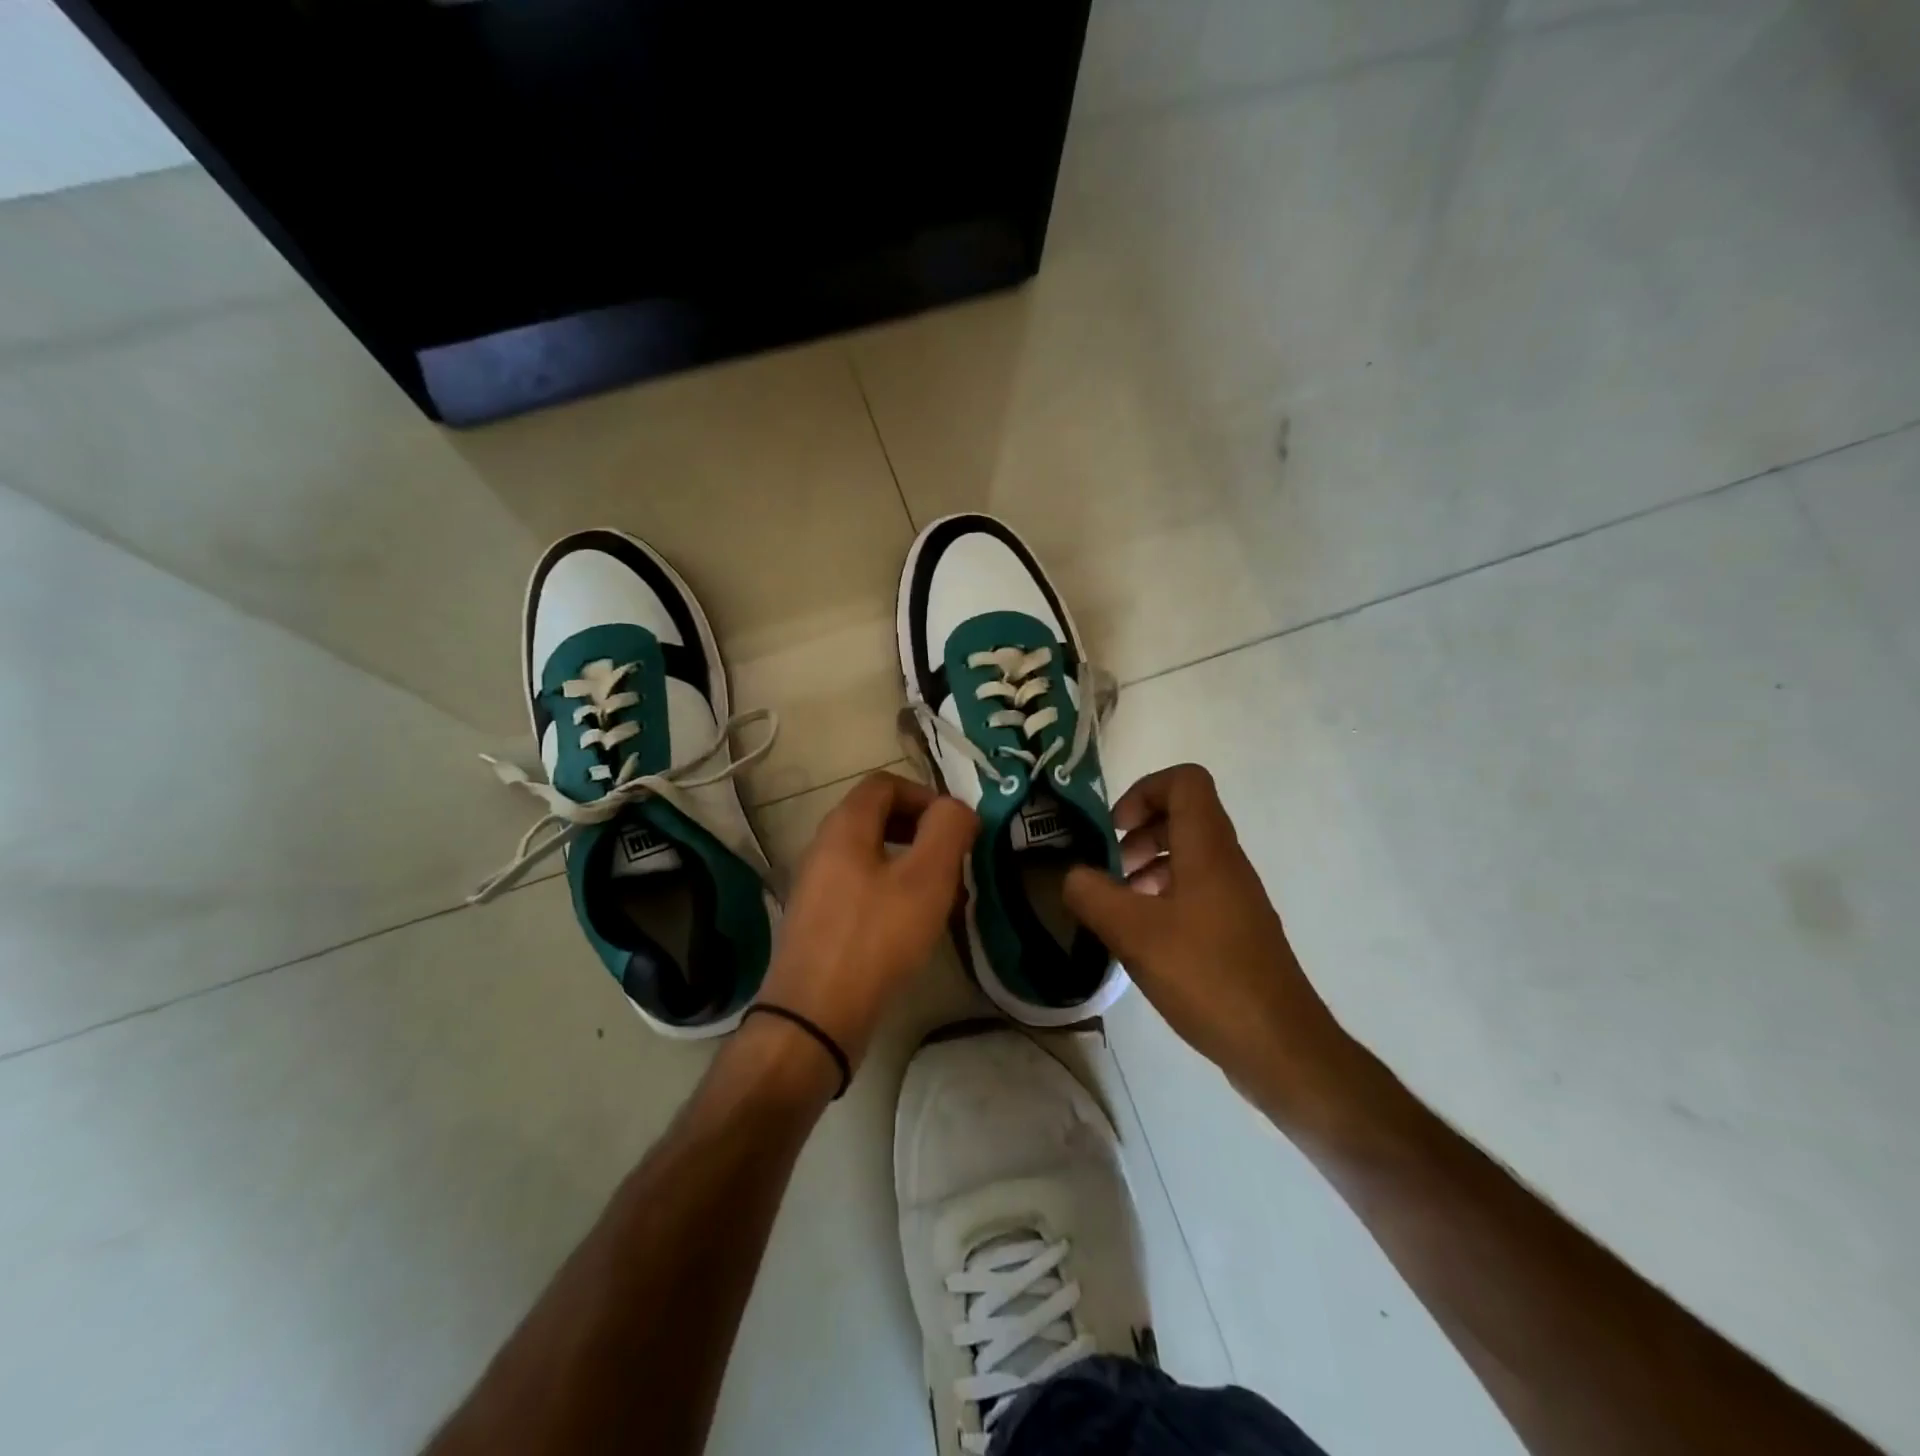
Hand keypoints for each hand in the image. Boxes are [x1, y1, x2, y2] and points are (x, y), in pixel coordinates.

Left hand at [757, 771, 978, 1071]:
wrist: (814, 1017)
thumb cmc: (875, 939)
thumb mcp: (927, 879)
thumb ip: (948, 830)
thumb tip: (957, 809)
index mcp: (844, 827)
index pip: (885, 783)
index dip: (925, 795)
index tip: (955, 828)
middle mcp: (822, 847)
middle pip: (876, 816)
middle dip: (920, 829)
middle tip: (952, 860)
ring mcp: (815, 885)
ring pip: (870, 854)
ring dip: (908, 862)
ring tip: (938, 894)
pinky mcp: (817, 920)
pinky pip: (859, 886)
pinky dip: (889, 890)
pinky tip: (909, 925)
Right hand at [1062, 764, 1351, 1106]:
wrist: (1279, 1046)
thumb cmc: (1206, 975)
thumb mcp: (1133, 933)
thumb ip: (1092, 895)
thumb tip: (1071, 876)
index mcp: (1208, 849)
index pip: (1185, 781)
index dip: (1144, 790)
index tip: (1114, 829)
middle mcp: (1226, 863)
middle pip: (1184, 816)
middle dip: (1139, 832)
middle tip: (1110, 868)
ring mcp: (1235, 898)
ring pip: (1188, 856)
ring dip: (1148, 867)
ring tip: (1118, 906)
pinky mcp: (1236, 931)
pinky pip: (1196, 891)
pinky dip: (1164, 898)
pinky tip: (1142, 939)